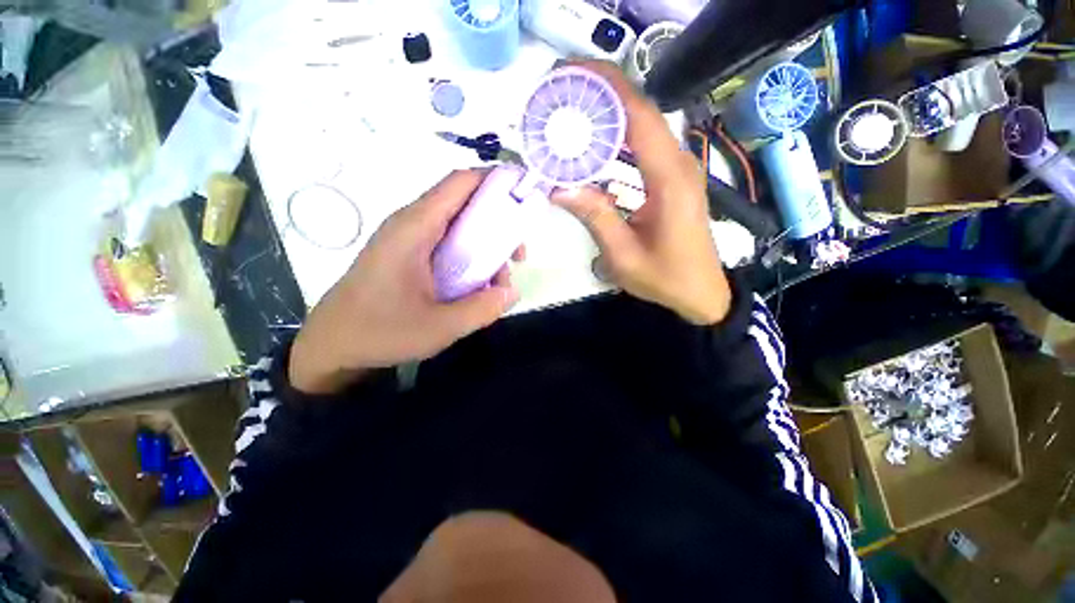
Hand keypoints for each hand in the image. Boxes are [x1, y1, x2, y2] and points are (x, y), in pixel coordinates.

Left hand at [289, 170, 521, 394]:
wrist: (332, 346)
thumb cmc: (380, 332)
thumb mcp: (440, 327)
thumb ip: (482, 308)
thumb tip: (513, 291)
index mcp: (415, 228)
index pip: (460, 183)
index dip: (495, 181)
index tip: (525, 200)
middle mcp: (411, 224)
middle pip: (463, 203)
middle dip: (499, 223)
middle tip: (517, 255)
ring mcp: (408, 239)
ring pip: (457, 226)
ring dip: (485, 244)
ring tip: (498, 279)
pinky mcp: (407, 254)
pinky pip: (447, 243)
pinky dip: (469, 256)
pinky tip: (476, 284)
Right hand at [552, 61, 730, 325]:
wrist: (700, 292)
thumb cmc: (664, 278)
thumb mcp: (623, 255)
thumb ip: (595, 217)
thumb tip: (558, 187)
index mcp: (670, 180)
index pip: (640, 117)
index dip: (608, 88)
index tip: (573, 75)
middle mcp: (679, 165)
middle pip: (641, 114)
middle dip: (602, 96)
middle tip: (561, 96)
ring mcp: (679, 170)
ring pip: (642, 129)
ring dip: (608, 117)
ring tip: (571, 115)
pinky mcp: (673, 179)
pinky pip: (644, 149)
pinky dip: (618, 141)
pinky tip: (594, 146)